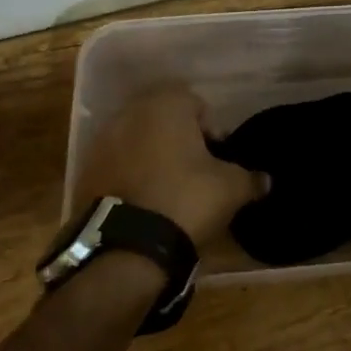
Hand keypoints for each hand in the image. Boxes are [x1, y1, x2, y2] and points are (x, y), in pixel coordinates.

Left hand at [77, 87, 264, 252]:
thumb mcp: (231, 188)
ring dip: (153, 156)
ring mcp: (102, 142)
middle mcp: (130, 113)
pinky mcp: (85, 172)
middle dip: (180, 139)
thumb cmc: (186, 199)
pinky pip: (117, 165)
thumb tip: (265, 180)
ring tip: (170, 188)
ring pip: (137, 140)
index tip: (218, 158)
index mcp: (166, 105)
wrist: (126, 247)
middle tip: (196, 171)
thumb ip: (250, 178)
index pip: (197, 104)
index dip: (212, 130)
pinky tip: (145, 202)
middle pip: (164, 119)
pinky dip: (131, 176)